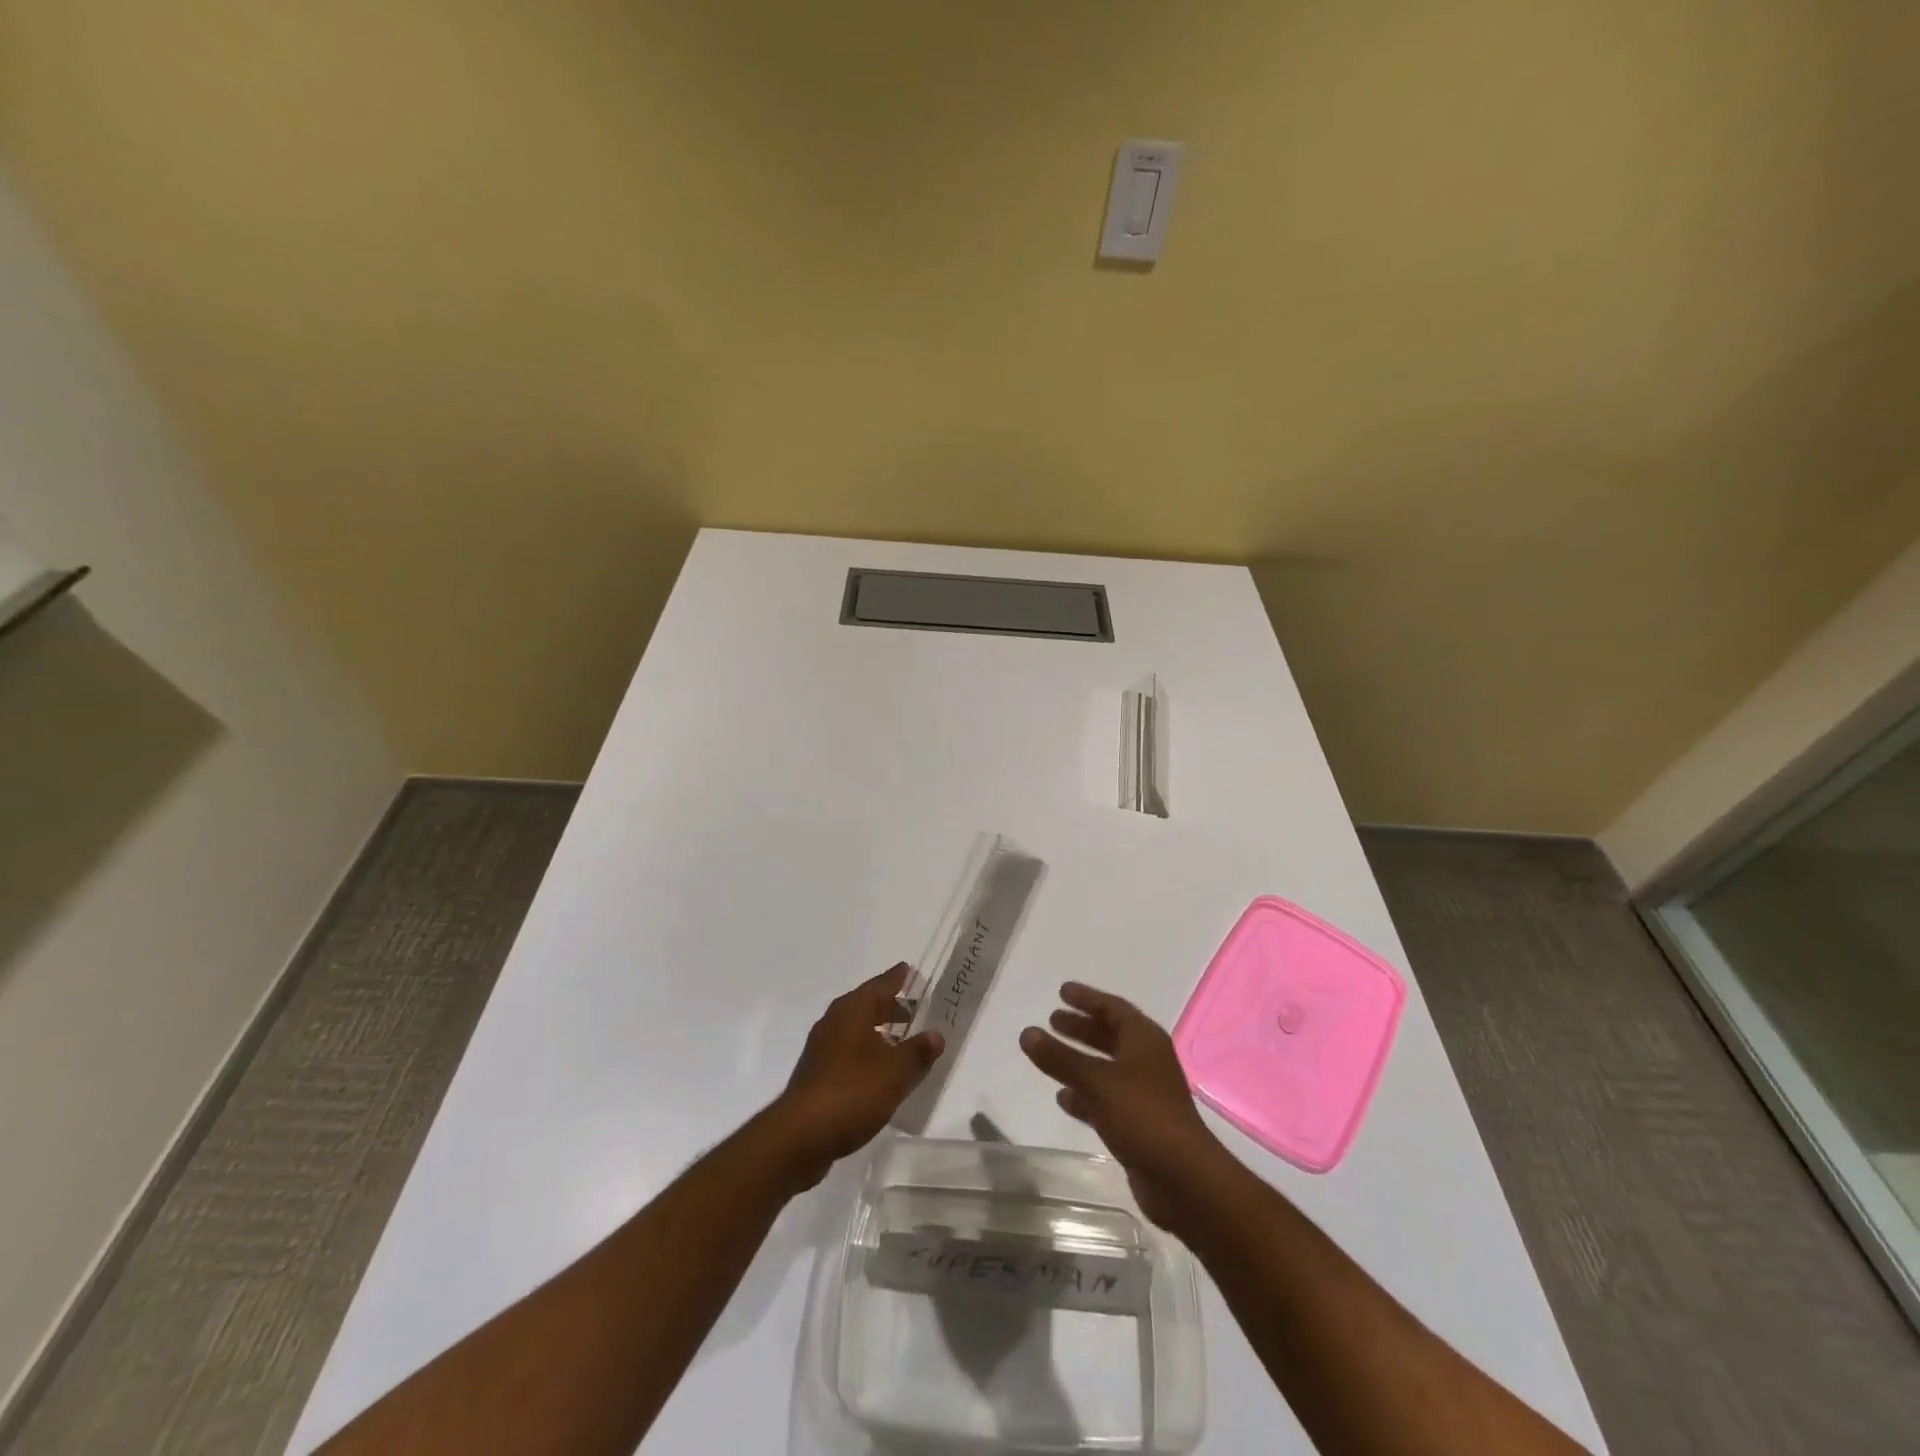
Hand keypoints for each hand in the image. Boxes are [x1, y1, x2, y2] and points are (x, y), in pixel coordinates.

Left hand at [769, 964, 944, 1191]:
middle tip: (917, 1010)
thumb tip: (936, 1034)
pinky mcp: (818, 1075)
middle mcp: (834, 1022)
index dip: (898, 978)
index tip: (911, 970)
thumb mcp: (895, 1072)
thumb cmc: (851, 1092)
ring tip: (906, 1043)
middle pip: (867, 1006)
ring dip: (881, 1033)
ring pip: (858, 1030)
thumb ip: (918, 1052)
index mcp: (852, 1011)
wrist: (800, 1137)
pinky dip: (869, 1054)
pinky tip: (883, 1073)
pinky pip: (850, 1053)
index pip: (880, 984)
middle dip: (892, 1007)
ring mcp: (823, 1049)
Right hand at [1021, 982, 1228, 1235]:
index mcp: (1144, 1040)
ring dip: (1079, 1060)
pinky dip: (1084, 1094)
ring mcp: (1143, 1093)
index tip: (1061, 991)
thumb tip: (1026, 1032)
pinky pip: (1105, 1098)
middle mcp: (1146, 1061)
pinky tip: (1062, 1098)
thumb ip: (1060, 1058)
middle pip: (1110, 1035)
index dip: (1087, 998)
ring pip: (1105, 1067)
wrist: (1183, 1179)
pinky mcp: (1138, 1123)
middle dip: (1081, 1027)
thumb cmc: (1142, 1115)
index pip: (1112, 1008)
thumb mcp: (1096, 1081)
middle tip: (1052, 1020)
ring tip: (1049, 1055)